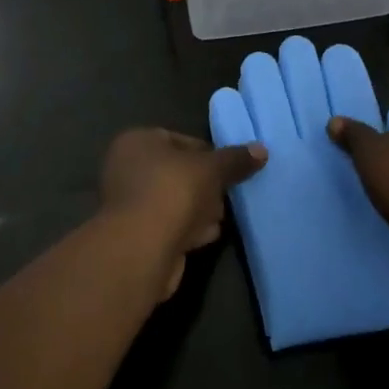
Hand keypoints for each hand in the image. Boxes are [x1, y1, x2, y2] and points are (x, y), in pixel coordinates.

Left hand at [100, 129, 265, 299]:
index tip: (229, 169)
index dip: (208, 154)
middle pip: (179, 172)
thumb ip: (235, 159)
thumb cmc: (172, 192)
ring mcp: (130, 203)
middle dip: (205, 186)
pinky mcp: (137, 235)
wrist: (141, 249)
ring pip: (176, 200)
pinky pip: (170, 225)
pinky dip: (187, 229)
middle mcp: (127, 168)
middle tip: (225, 196)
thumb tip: (261, 150)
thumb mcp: (211, 168)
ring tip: (217, 219)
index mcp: (137, 141)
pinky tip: (204, 237)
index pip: (180, 140)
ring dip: (199, 210)